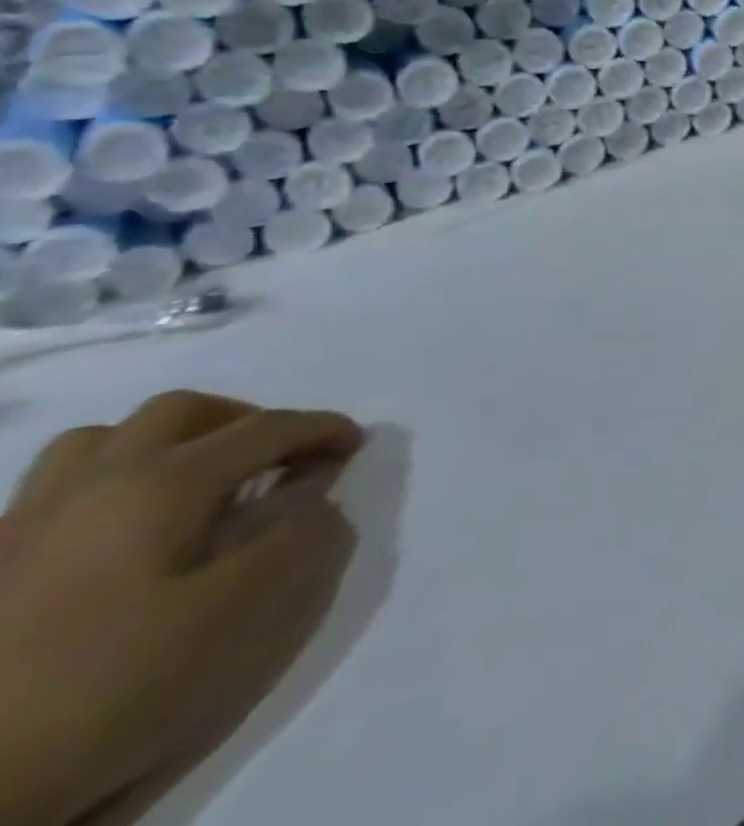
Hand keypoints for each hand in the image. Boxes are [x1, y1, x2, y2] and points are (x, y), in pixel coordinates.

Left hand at [0, 391, 362, 825]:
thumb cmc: (114, 685)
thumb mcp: (238, 613)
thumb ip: (299, 538)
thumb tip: (317, 499)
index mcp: (161, 483)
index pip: (265, 428)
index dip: (322, 429)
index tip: (358, 445)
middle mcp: (94, 482)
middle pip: (183, 413)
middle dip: (247, 421)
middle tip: (279, 459)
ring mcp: (26, 524)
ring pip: (106, 440)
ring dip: (170, 443)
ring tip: (200, 484)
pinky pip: (58, 488)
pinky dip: (111, 481)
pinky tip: (125, 529)